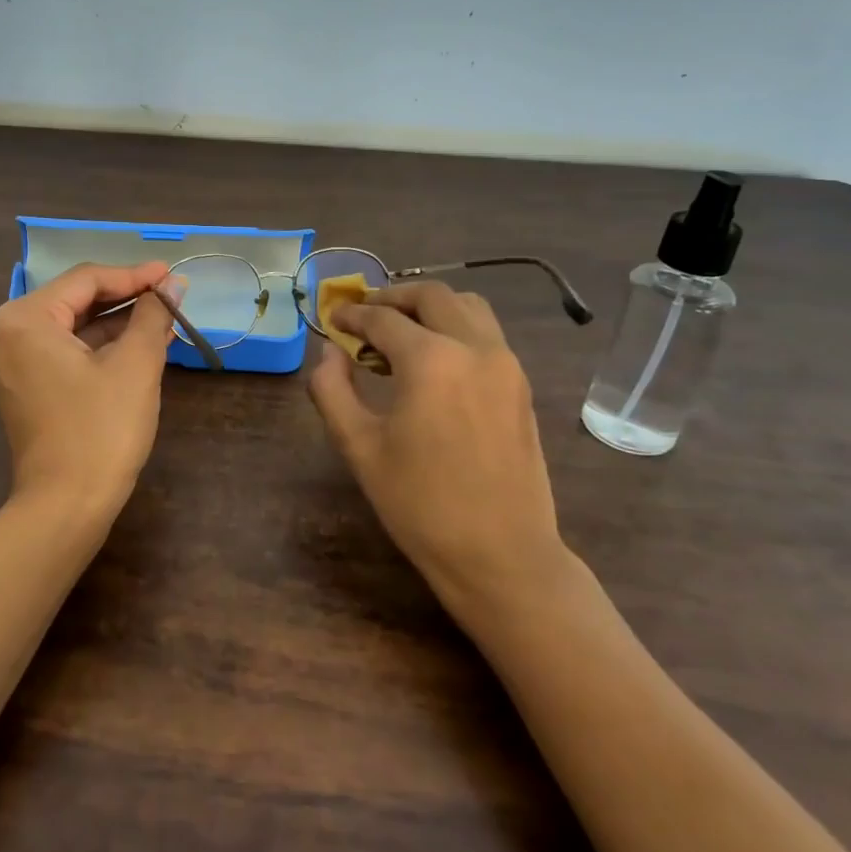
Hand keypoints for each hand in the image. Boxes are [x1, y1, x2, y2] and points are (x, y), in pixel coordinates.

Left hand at [0, 261, 178, 521]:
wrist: (66, 506)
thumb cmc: (101, 429)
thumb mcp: (135, 364)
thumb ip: (153, 314)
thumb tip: (173, 283)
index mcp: (23, 319)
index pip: (85, 280)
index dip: (134, 275)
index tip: (172, 275)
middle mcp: (5, 333)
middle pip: (74, 301)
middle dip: (125, 298)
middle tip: (169, 296)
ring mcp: (8, 363)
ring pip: (70, 327)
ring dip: (115, 323)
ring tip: (162, 319)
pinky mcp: (20, 386)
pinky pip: (61, 351)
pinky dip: (97, 347)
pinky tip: (137, 344)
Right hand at [308, 281, 568, 607]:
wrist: (502, 555)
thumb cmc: (420, 504)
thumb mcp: (358, 447)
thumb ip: (332, 389)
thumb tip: (329, 351)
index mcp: (431, 360)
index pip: (383, 318)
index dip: (352, 316)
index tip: (333, 320)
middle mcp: (475, 348)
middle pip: (432, 296)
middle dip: (392, 297)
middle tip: (365, 316)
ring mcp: (506, 365)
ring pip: (468, 307)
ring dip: (430, 307)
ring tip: (401, 332)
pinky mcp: (521, 385)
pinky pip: (486, 334)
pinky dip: (456, 328)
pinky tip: (434, 362)